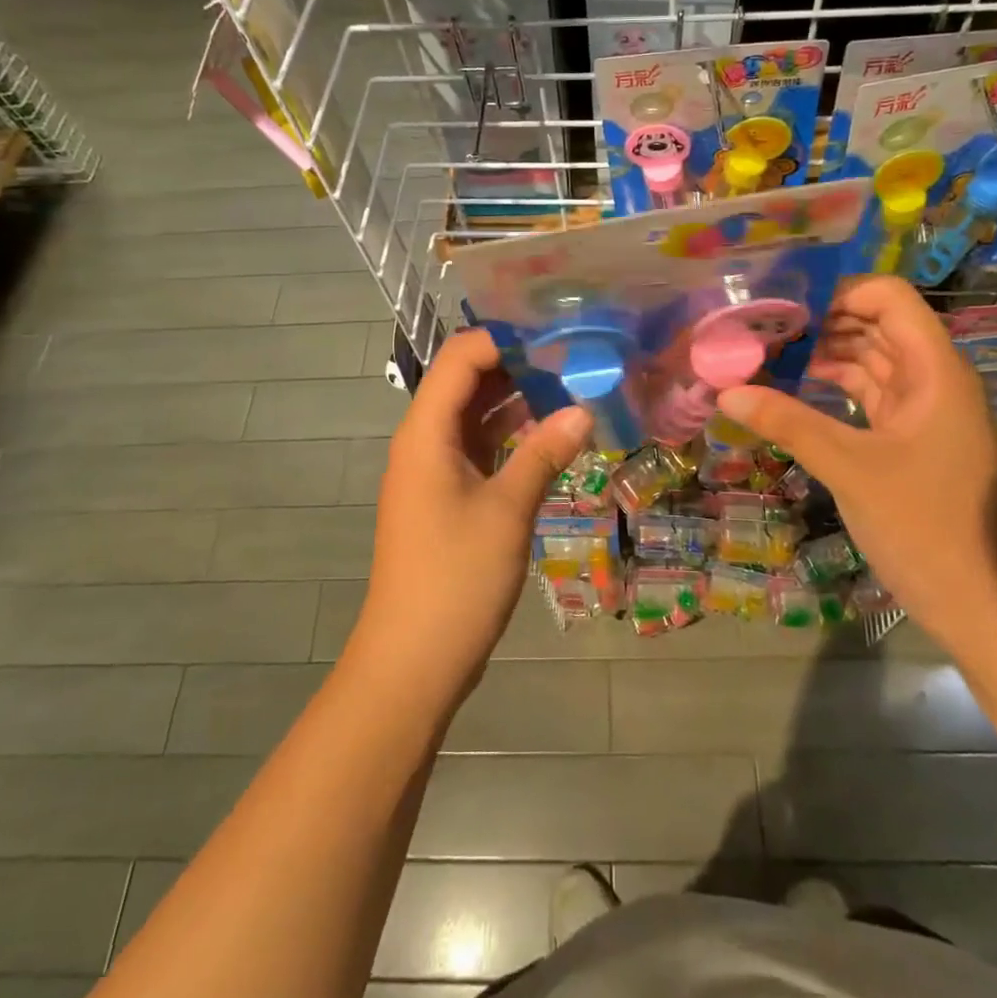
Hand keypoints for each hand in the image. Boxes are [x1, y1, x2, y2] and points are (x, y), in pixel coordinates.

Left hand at [353, 330, 591, 709]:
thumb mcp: (507, 511)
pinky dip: (511, 436)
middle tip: (574, 360)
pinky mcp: (447, 496)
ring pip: (474, 416)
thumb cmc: (456, 578)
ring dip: (517, 401)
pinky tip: (552, 435)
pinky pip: (479, 448)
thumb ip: (544, 453)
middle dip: (517, 365)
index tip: (557, 337)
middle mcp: (424, 441)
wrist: (413, 660)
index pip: (461, 358)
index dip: (504, 340)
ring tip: (572, 389)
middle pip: (466, 382)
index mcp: (426, 432)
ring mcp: (434, 470)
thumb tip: (583, 409)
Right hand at [719, 277, 996, 644]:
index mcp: (935, 370)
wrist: (980, 603)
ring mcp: (922, 411)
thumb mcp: (850, 468)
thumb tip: (725, 392)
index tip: (784, 308)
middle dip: (821, 323)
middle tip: (761, 330)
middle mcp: (933, 379)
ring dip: (823, 355)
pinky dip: (832, 388)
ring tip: (766, 355)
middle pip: (876, 326)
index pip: (889, 298)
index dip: (839, 293)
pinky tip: (791, 391)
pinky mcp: (909, 439)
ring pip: (870, 361)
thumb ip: (788, 423)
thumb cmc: (924, 526)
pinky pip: (867, 396)